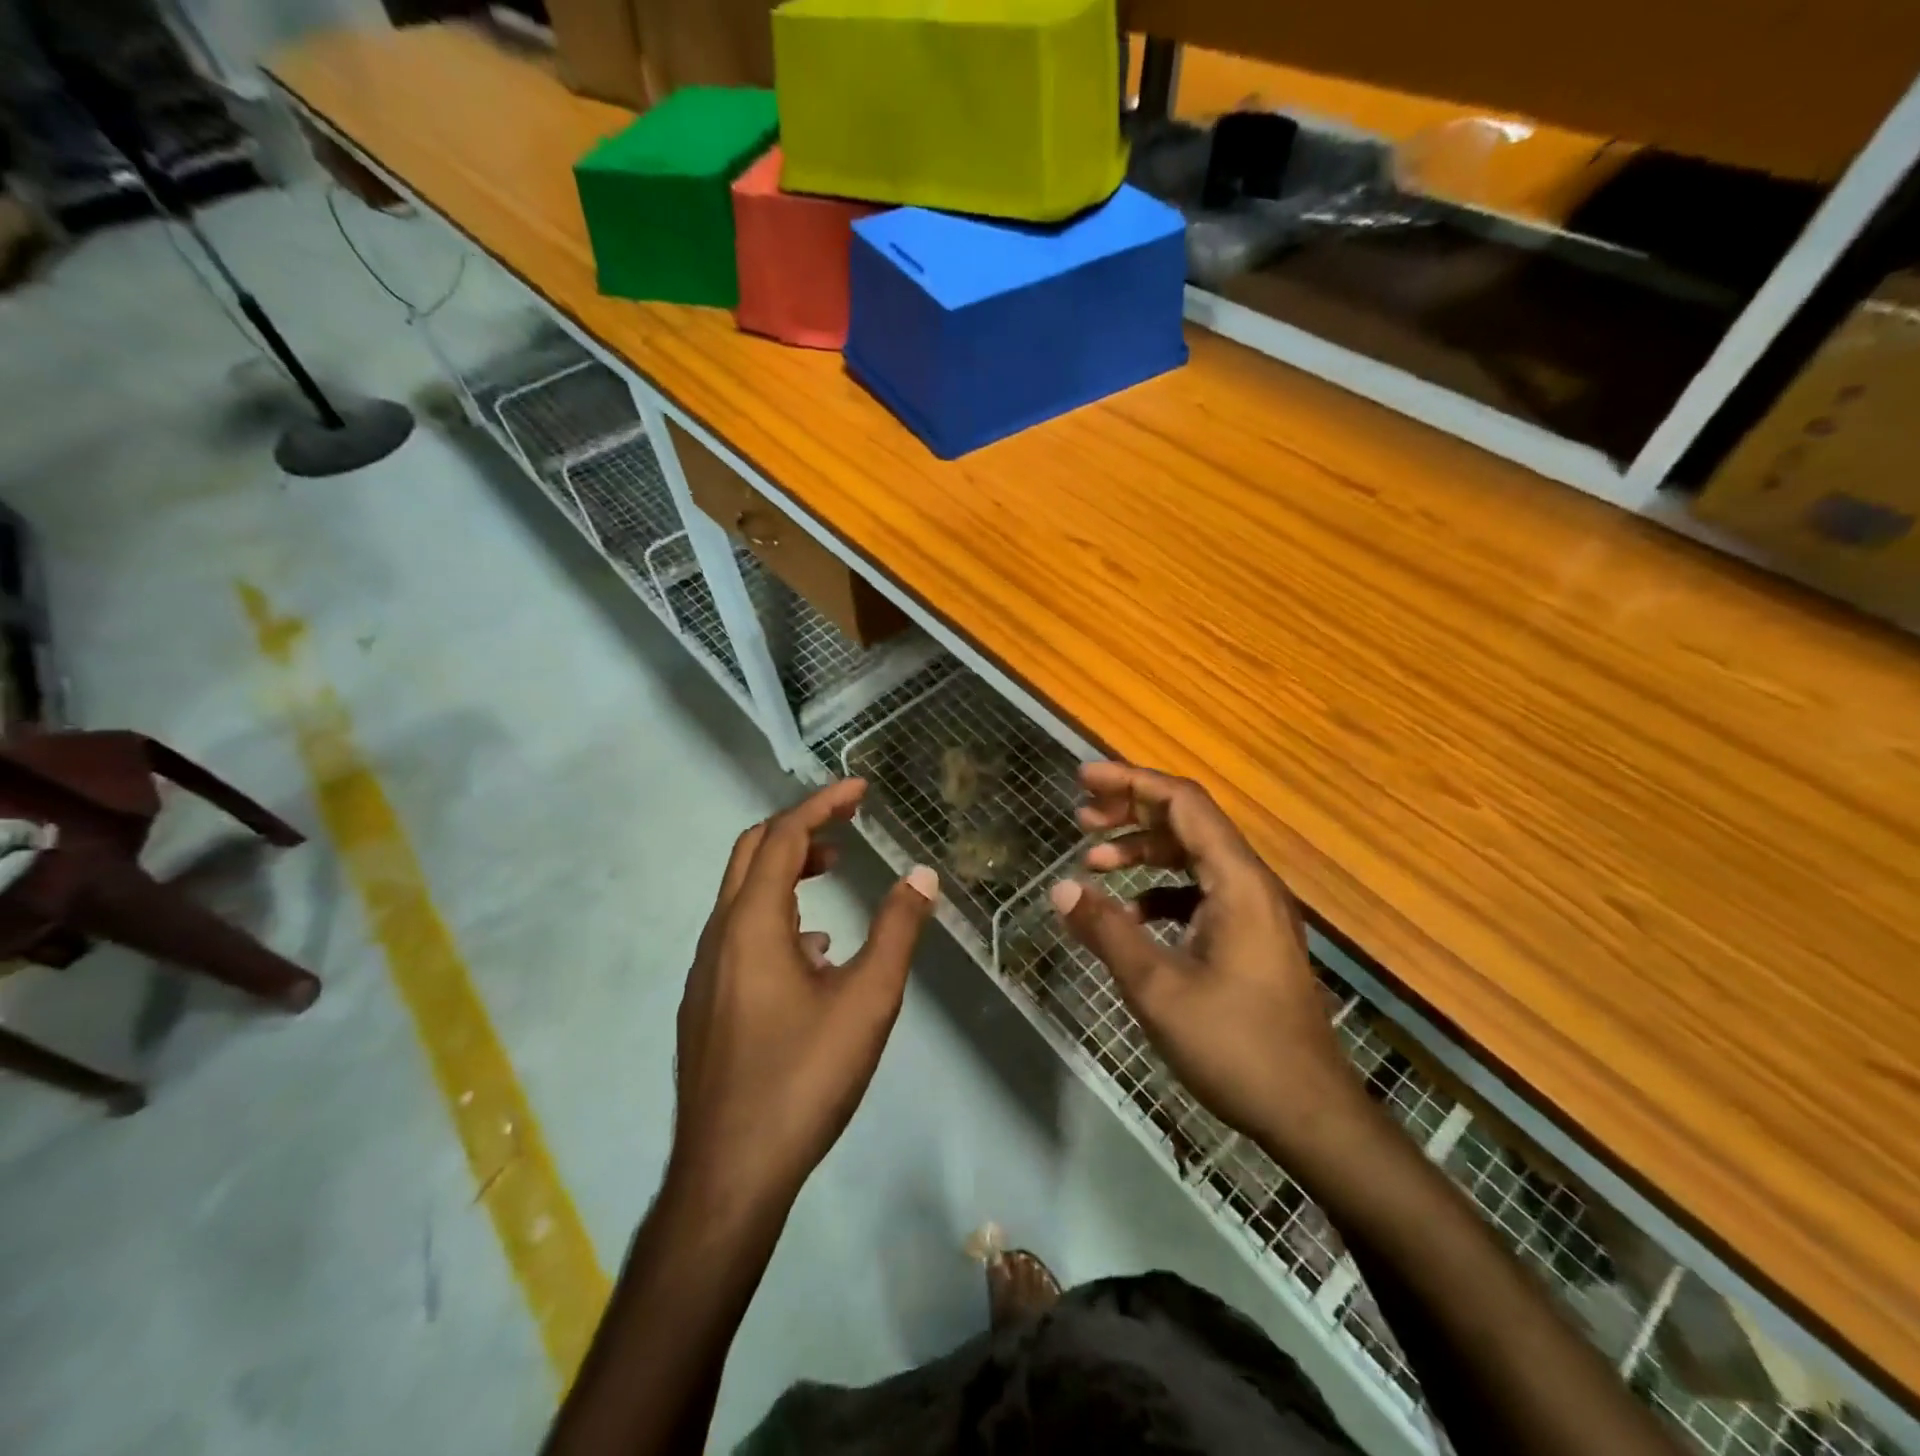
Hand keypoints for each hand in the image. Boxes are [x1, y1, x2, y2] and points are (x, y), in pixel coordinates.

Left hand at [672, 778, 938, 1210]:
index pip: (782, 836)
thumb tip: (922, 875)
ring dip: (787, 873)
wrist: (729, 1174)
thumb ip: (897, 930)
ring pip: (742, 896)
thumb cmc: (803, 1078)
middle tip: (846, 828)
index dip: (822, 804)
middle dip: (799, 829)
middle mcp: (719, 936)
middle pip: (751, 853)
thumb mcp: (868, 1000)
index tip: (860, 790)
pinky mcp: (706, 1004)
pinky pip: (740, 934)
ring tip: (833, 879)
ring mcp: (706, 972)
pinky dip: (777, 916)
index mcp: (752, 924)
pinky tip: (815, 955)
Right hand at [1050, 763, 1363, 1157]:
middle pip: (1187, 822)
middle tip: (1081, 816)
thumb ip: (1106, 930)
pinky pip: (1199, 893)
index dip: (1131, 782)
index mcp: (1236, 881)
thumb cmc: (1235, 1046)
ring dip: (1143, 852)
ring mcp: (1253, 912)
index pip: (1182, 803)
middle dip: (1131, 812)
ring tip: (1094, 863)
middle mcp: (1249, 884)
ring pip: (1192, 858)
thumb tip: (1061, 889)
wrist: (1309, 1115)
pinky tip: (1130, 916)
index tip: (1083, 779)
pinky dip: (1160, 892)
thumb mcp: (1157, 988)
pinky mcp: (1250, 939)